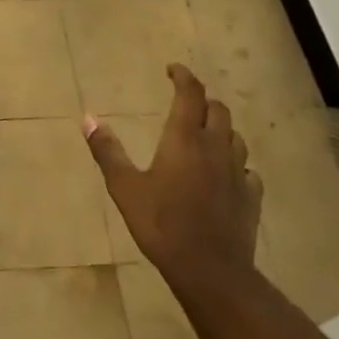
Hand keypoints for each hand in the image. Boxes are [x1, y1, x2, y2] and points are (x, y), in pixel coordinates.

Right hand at [83, 63, 261, 283]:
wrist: (209, 269)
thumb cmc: (162, 224)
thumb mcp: (125, 188)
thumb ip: (107, 151)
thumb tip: (88, 118)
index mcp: (184, 139)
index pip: (190, 94)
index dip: (183, 77)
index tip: (173, 69)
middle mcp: (216, 147)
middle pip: (218, 110)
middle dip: (202, 100)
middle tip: (185, 103)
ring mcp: (238, 172)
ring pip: (235, 137)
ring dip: (220, 128)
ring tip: (205, 134)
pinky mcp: (251, 196)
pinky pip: (247, 169)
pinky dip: (234, 162)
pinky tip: (225, 174)